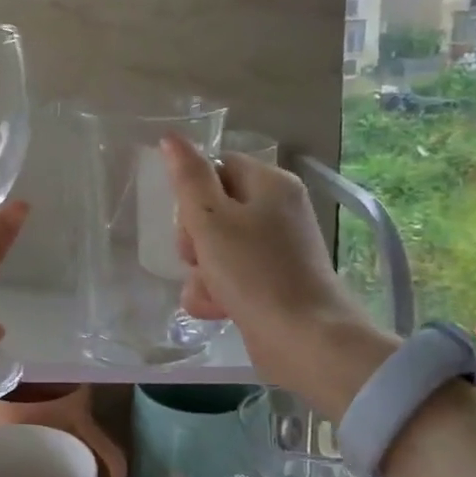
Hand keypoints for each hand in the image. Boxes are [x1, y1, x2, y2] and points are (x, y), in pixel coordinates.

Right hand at [162, 135, 391, 395]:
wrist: (304, 340)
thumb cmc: (254, 272)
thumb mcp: (211, 220)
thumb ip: (188, 178)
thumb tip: (171, 137)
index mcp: (270, 184)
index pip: (218, 168)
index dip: (194, 193)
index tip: (188, 221)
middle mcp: (278, 211)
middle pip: (214, 209)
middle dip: (194, 238)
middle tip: (197, 257)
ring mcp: (277, 250)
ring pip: (217, 248)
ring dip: (201, 271)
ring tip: (210, 290)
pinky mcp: (272, 283)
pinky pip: (231, 276)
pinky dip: (218, 291)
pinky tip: (216, 309)